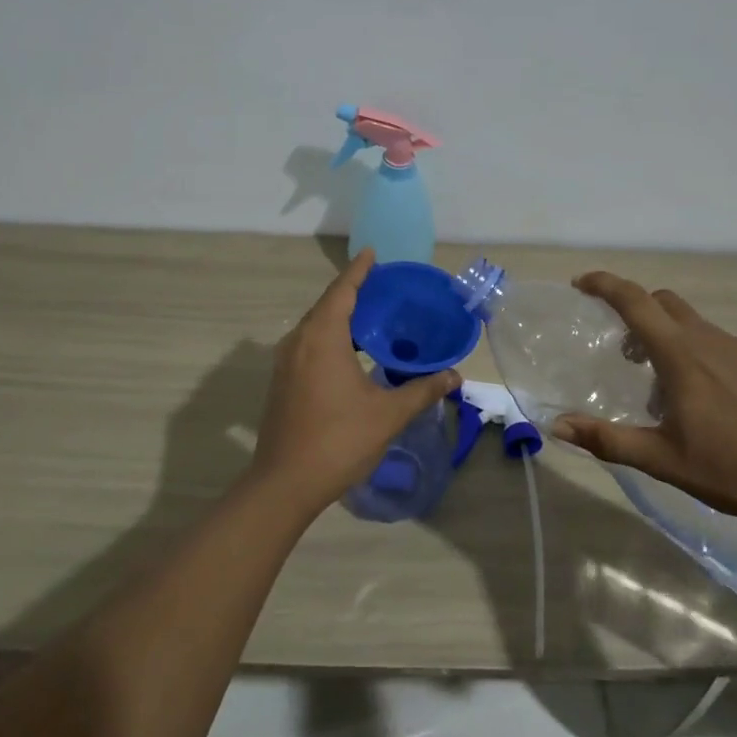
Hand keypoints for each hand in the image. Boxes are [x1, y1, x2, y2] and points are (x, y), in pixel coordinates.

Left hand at [252, 249, 460, 516]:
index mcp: (322, 338)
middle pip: (327, 305)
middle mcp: (299, 341)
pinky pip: (308, 344)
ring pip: (315, 326)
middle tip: (382, 285)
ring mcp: (286, 362)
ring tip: (371, 315)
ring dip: (340, 315)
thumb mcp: (388, 414)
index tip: (372, 253)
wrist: (285, 483)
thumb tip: (454, 376)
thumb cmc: (338, 440)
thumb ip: (421, 390)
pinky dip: (330, 336)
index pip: (342, 291)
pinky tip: (351, 351)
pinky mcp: (282, 381)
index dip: (358, 270)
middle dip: (352, 291)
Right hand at [551, 271, 736, 524]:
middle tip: (626, 352)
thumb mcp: (663, 459)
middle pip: (664, 304)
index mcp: (679, 354)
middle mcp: (709, 340)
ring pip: (695, 327)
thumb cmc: (735, 467)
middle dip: (637, 313)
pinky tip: (714, 404)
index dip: (604, 285)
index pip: (633, 301)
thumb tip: (557, 425)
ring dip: (671, 342)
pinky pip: (724, 348)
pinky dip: (704, 358)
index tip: (581, 283)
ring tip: (669, 392)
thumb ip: (608, 440)